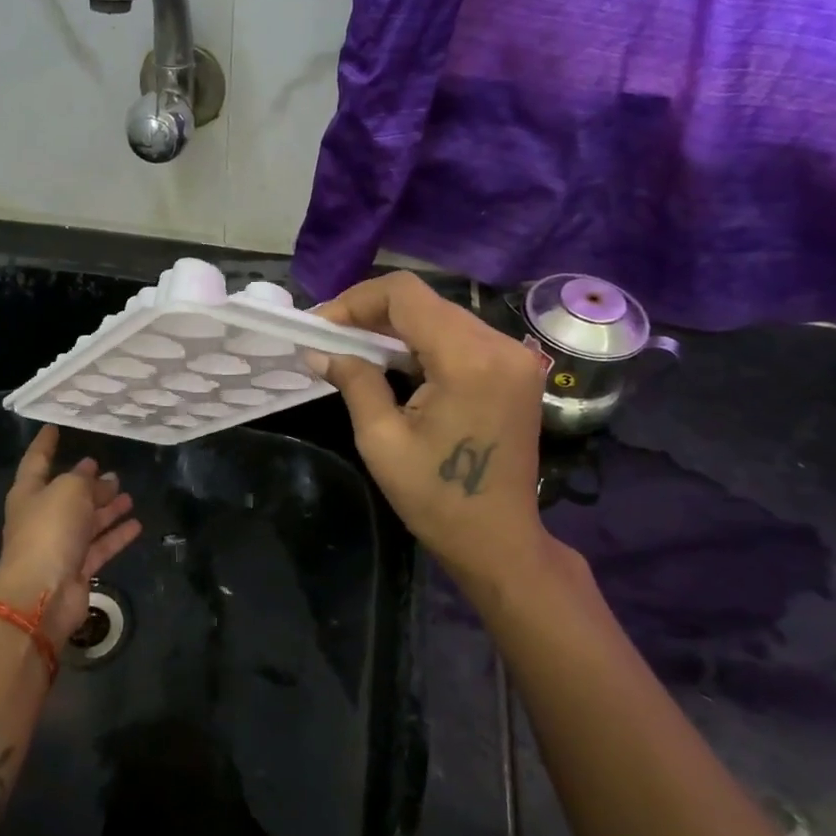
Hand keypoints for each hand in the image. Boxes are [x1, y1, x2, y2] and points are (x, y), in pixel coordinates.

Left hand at [0, 425, 141, 648]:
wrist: (42, 592)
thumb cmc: (49, 530)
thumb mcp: (69, 490)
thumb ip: (84, 478)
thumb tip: (95, 472)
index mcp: (29, 493)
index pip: (36, 460)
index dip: (45, 443)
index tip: (54, 427)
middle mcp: (42, 517)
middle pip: (67, 494)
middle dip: (88, 483)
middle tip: (112, 471)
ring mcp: (59, 544)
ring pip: (86, 520)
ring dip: (106, 508)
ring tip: (128, 495)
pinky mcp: (77, 568)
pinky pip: (99, 545)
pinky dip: (116, 534)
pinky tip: (136, 524)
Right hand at [315, 272, 552, 596]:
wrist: (499, 540)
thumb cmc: (436, 498)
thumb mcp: (382, 440)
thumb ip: (354, 382)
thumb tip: (319, 351)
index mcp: (468, 360)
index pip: (405, 294)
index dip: (356, 301)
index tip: (322, 327)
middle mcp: (499, 345)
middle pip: (424, 301)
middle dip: (372, 313)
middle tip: (331, 339)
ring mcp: (514, 356)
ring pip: (441, 315)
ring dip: (396, 327)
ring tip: (354, 350)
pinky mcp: (516, 370)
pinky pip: (460, 336)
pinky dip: (422, 341)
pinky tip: (394, 363)